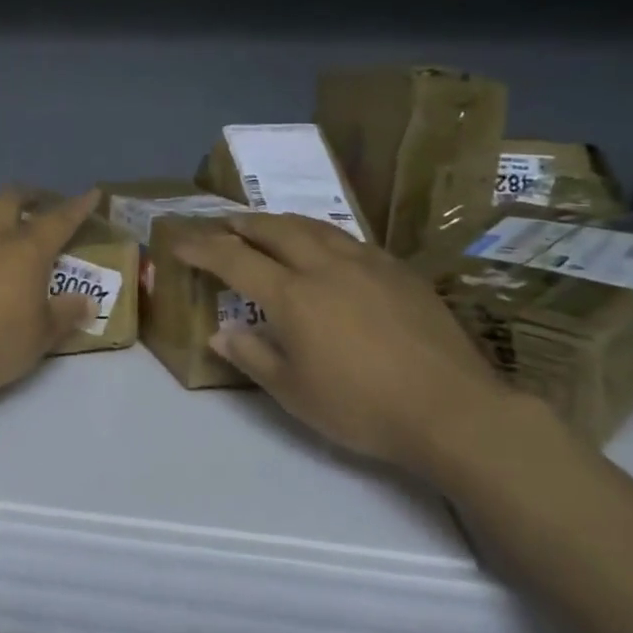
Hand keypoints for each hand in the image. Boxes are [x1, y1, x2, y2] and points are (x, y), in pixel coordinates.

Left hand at [0, 187, 102, 401]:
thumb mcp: (42, 336)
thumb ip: (66, 313)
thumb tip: (87, 302)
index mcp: (26, 250)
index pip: (59, 218)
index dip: (78, 205)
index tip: (91, 193)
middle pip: (10, 196)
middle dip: (28, 194)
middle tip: (38, 204)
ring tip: (1, 227)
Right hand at [173, 212, 510, 475]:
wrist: (454, 410)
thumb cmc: (363, 408)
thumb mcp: (295, 394)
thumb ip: (253, 357)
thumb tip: (219, 332)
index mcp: (293, 295)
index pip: (234, 258)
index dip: (202, 246)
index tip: (179, 239)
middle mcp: (324, 266)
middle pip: (274, 229)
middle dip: (241, 224)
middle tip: (223, 225)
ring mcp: (365, 262)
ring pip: (313, 226)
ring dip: (281, 222)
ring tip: (268, 227)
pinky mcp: (397, 270)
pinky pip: (348, 239)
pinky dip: (321, 236)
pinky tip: (326, 249)